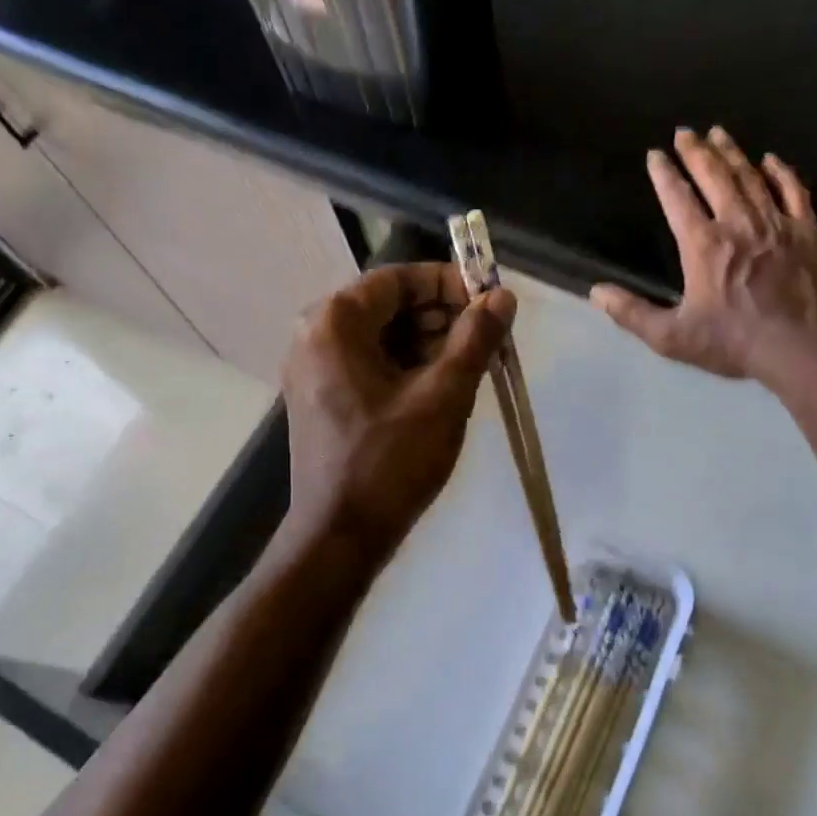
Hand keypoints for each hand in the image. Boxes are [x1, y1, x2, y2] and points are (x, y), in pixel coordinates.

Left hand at [282, 262, 515, 559]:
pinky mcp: (322, 399)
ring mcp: (314, 370)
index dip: (449, 283)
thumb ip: (474, 340)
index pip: (399, 279)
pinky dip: (406, 369)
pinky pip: (369, 366)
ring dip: (428, 345)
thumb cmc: (390, 462)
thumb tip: (502, 297)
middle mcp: (314, 336)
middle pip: (388, 306)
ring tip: (473, 367)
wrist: (340, 536)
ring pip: (381, 338)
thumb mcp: (443, 397)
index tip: (491, 302)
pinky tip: (443, 389)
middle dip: (441, 317)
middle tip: (488, 339)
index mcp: (334, 322)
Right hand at [590, 127, 816, 378]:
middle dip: (696, 152)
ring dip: (732, 153)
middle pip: (714, 177)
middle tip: (685, 131)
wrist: (801, 348)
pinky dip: (781, 172)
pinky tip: (771, 160)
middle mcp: (738, 223)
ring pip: (751, 177)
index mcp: (703, 245)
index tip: (654, 154)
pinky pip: (794, 191)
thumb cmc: (732, 343)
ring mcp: (776, 223)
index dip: (664, 175)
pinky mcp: (808, 232)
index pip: (678, 200)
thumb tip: (596, 292)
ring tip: (719, 133)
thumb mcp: (671, 337)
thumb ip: (631, 313)